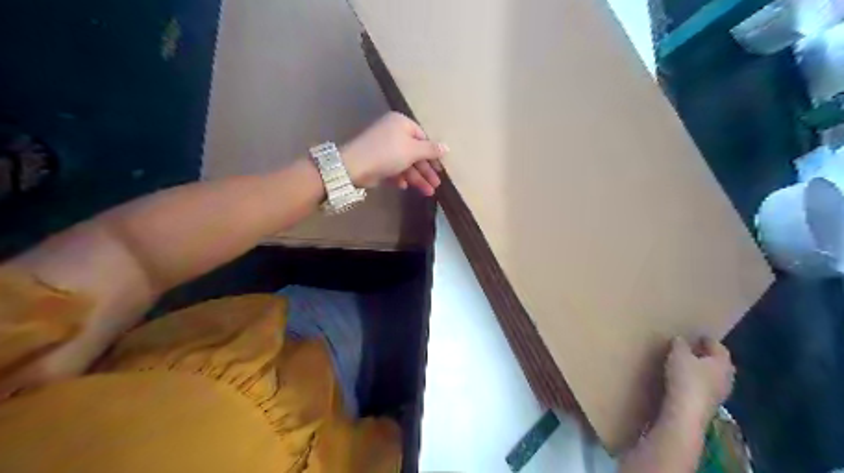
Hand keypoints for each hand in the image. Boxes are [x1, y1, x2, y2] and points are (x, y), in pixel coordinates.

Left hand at [340, 111, 450, 193]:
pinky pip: (393, 169)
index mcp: (401, 124)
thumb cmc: (387, 153)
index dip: (432, 154)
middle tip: (437, 184)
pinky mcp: (377, 162)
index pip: (422, 137)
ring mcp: (384, 149)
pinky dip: (400, 177)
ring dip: (417, 178)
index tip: (440, 168)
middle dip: (426, 170)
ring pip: (405, 163)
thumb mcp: (413, 150)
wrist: (355, 166)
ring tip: (428, 193)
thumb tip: (447, 147)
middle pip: (415, 153)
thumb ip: (431, 150)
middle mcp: (392, 133)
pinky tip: (404, 186)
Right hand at [666, 338, 732, 426]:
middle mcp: (727, 377)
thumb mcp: (678, 354)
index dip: (708, 340)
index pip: (718, 347)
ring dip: (704, 370)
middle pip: (719, 363)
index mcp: (722, 362)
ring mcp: (721, 393)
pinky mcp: (711, 404)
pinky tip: (687, 381)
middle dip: (708, 356)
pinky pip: (707, 387)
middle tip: (695, 349)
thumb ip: (680, 344)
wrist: (687, 411)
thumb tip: (681, 339)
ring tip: (688, 365)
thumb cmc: (686, 377)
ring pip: (714, 376)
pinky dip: (699, 382)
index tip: (698, 336)